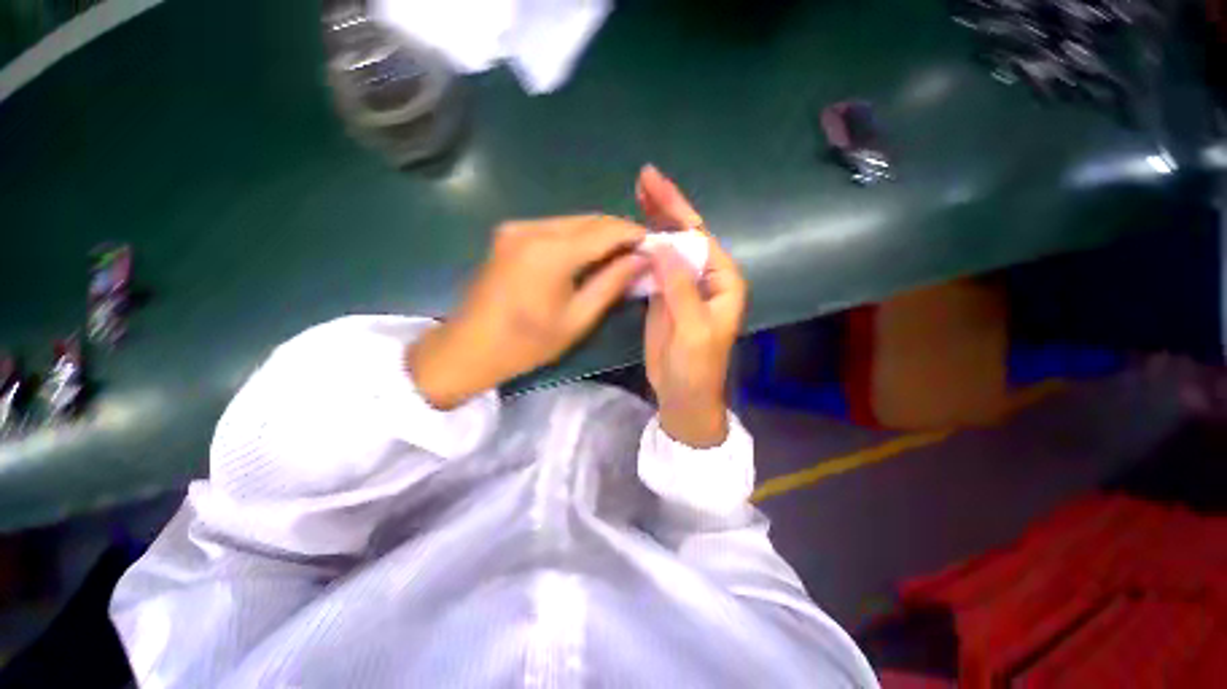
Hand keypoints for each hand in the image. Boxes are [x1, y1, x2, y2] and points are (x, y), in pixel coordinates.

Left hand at [409, 215, 647, 408]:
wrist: (469, 348)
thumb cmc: (527, 343)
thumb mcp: (578, 318)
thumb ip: (612, 283)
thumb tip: (642, 259)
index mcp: (550, 251)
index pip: (606, 230)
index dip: (635, 233)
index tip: (656, 244)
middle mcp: (533, 228)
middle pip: (590, 219)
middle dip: (619, 232)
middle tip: (640, 252)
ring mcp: (517, 227)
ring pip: (573, 221)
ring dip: (599, 234)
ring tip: (619, 255)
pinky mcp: (509, 233)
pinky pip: (554, 228)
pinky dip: (577, 237)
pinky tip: (588, 255)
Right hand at [638, 166, 747, 447]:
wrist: (682, 394)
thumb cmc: (696, 366)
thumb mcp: (693, 328)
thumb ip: (679, 287)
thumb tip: (661, 245)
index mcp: (721, 281)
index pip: (699, 236)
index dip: (676, 210)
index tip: (653, 185)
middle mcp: (705, 277)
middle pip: (685, 235)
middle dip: (665, 207)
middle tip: (644, 178)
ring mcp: (683, 286)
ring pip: (669, 249)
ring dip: (653, 223)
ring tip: (635, 196)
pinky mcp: (665, 297)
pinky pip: (655, 267)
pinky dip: (644, 250)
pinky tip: (631, 235)